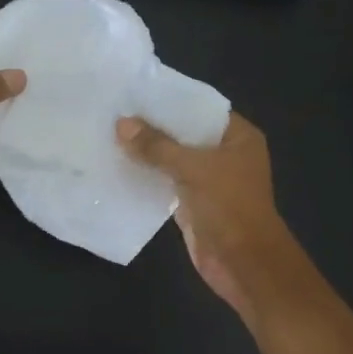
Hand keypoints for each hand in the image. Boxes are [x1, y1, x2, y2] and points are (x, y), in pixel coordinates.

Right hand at [117, 113, 297, 319]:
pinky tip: (119, 167)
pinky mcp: (193, 203)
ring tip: (110, 135)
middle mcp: (225, 155)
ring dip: (147, 153)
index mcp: (237, 137)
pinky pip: (166, 183)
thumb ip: (157, 146)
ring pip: (173, 160)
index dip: (170, 100)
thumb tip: (121, 124)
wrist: (242, 262)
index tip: (135, 91)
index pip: (200, 108)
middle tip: (115, 112)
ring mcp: (209, 181)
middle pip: (184, 134)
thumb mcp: (192, 169)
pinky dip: (147, 177)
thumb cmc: (228, 206)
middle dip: (153, 127)